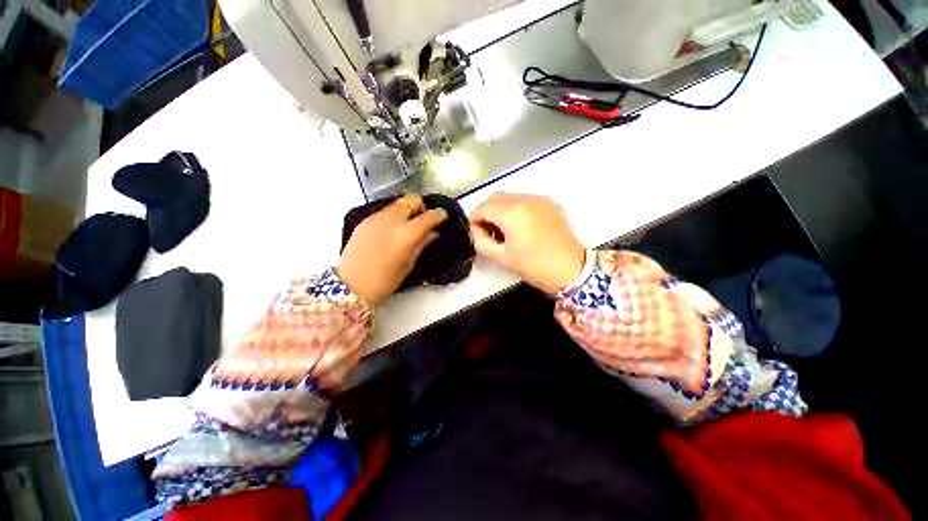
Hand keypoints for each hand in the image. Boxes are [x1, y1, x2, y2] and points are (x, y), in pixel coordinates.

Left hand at [338, 193, 446, 305]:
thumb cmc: (385, 280)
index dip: (439, 215)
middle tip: (422, 220)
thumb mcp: (409, 263)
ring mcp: (375, 218)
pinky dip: (393, 216)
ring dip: (406, 211)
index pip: (428, 216)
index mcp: (406, 234)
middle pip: (411, 199)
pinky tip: (391, 231)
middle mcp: (391, 220)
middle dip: (421, 207)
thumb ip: (422, 243)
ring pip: (397, 203)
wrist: (351, 285)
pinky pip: (384, 212)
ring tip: (406, 226)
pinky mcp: (364, 221)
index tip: (443, 216)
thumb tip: (433, 232)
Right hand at [470, 193, 584, 294]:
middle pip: (495, 198)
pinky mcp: (550, 203)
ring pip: (510, 197)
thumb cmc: (535, 266)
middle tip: (491, 232)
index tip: (478, 234)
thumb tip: (476, 230)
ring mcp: (540, 199)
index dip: (475, 220)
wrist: (571, 270)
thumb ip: (481, 242)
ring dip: (502, 210)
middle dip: (487, 212)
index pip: (483, 208)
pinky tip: (523, 226)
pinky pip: (526, 200)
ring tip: (507, 230)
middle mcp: (525, 199)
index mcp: (512, 214)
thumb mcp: (502, 258)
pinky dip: (517, 209)